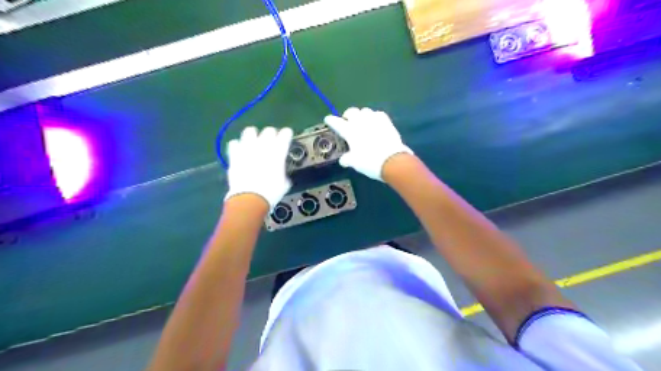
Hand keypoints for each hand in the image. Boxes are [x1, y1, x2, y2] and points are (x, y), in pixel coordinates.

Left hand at [225, 126, 290, 207]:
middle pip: (268, 130)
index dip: (287, 134)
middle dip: (271, 134)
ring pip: (249, 131)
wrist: (250, 198)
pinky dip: (238, 146)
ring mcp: (247, 149)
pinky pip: (234, 143)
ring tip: (254, 141)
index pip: (285, 134)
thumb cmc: (271, 192)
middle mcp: (263, 146)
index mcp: (278, 152)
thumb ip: (282, 172)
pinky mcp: (234, 155)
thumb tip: (281, 173)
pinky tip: (240, 151)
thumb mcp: (284, 183)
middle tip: (272, 140)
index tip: (287, 135)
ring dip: (253, 135)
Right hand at [323, 108, 410, 181]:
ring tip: (362, 122)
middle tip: (348, 122)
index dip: (331, 120)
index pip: (337, 122)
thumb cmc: (369, 162)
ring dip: (361, 115)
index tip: (328, 119)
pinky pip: (378, 114)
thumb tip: (343, 160)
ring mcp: (374, 120)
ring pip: (365, 110)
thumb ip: (347, 159)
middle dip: (348, 115)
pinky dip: (374, 117)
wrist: (392, 160)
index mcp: (350, 131)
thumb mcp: (355, 163)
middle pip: (351, 111)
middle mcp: (360, 122)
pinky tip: (375, 122)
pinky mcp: (386, 121)